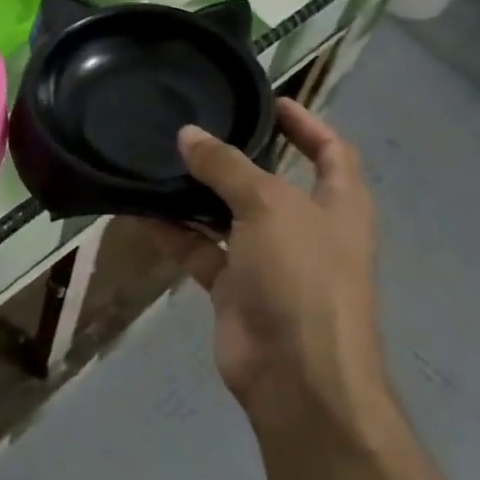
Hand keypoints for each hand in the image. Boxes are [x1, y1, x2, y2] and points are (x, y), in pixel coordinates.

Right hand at [144, 99, 462, 479]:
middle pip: (271, 180)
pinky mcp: (235, 289)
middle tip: (195, 125)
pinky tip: (142, 209)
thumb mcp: (268, 206)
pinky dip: (175, 232)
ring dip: (197, 193)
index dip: (306, 122)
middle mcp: (306, 228)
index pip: (330, 150)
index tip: (269, 100)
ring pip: (228, 215)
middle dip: (237, 155)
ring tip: (159, 158)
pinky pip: (201, 250)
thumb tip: (188, 135)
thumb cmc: (302, 276)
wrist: (298, 379)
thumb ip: (226, 167)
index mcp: (338, 204)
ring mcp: (269, 260)